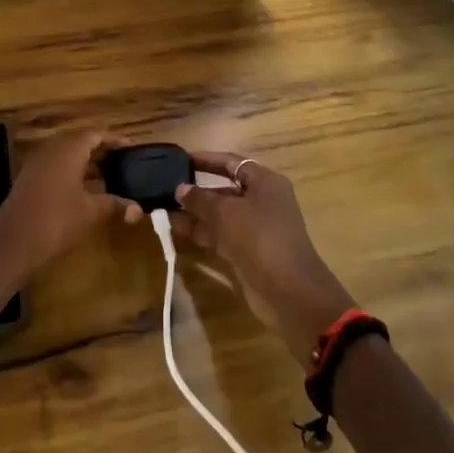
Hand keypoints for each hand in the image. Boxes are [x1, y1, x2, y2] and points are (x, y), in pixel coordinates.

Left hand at [0, 131, 140, 306]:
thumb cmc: (57, 219)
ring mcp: (37, 162)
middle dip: (100, 150)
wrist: (12, 242)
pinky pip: (55, 166)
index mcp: (70, 148)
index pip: (96, 133)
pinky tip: (82, 191)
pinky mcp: (29, 178)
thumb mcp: (90, 212)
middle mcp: (53, 148)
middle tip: (121, 162)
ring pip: (66, 154)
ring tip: (106, 176)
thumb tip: (139, 210)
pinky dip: (71, 172)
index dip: (114, 140)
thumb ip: (114, 205)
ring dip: (85, 162)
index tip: (131, 148)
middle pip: (80, 141)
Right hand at [172, 152, 353, 366]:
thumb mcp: (226, 213)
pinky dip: (201, 232)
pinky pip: (220, 235)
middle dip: (197, 190)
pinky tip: (176, 229)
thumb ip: (200, 199)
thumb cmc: (260, 238)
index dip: (207, 159)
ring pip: (220, 215)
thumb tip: (180, 188)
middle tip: (166, 187)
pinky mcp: (247, 252)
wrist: (289, 292)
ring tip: (164, 209)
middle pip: (225, 189)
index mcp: (265, 183)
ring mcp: (255, 229)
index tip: (181, 159)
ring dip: (195, 213)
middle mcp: (262, 201)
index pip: (232, 163)